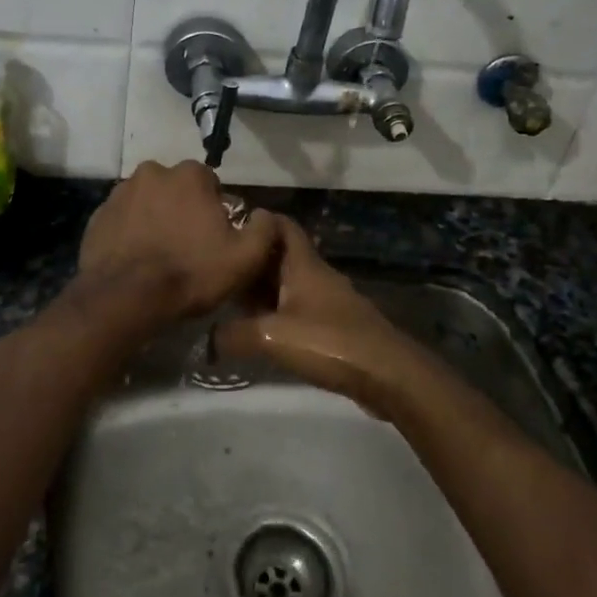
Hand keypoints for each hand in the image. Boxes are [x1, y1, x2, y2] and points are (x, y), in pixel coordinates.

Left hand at [76, 161, 281, 322]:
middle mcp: (152, 172)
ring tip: (160, 255)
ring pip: (148, 202)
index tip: (214, 238)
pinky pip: (123, 220)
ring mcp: (120, 193)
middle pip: (177, 189)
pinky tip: (136, 260)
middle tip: (188, 247)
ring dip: (156, 219)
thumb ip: (264, 230)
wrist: (125, 298)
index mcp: (189, 175)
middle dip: (183, 210)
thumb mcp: (244, 258)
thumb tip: (266, 215)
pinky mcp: (97, 215)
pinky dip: (131, 233)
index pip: (210, 184)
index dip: (215, 210)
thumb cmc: (190, 273)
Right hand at [215, 215, 433, 418]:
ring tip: (231, 302)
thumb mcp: (272, 337)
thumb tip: (208, 337)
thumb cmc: (330, 342)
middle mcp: (318, 276)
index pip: (281, 225)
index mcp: (304, 265)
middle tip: (219, 270)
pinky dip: (279, 313)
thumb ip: (234, 334)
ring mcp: (330, 301)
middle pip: (281, 257)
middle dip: (252, 260)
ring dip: (264, 290)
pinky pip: (301, 310)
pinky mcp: (338, 327)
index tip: (227, 227)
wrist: (389, 376)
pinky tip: (262, 332)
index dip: (257, 221)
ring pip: (290, 285)